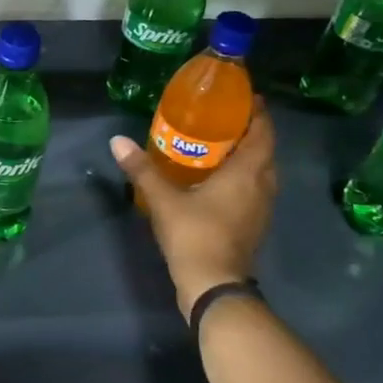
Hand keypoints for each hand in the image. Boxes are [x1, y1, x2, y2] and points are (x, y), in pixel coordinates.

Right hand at [111, 98, 277, 315]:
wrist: (213, 284)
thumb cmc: (194, 234)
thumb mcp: (163, 199)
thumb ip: (142, 169)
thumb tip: (117, 140)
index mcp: (248, 172)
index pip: (263, 133)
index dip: (257, 113)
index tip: (244, 97)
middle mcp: (262, 186)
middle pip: (264, 151)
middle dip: (249, 133)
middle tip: (222, 120)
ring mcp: (261, 208)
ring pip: (261, 172)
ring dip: (246, 157)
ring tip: (218, 146)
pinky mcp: (254, 225)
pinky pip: (253, 190)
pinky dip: (241, 178)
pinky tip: (217, 180)